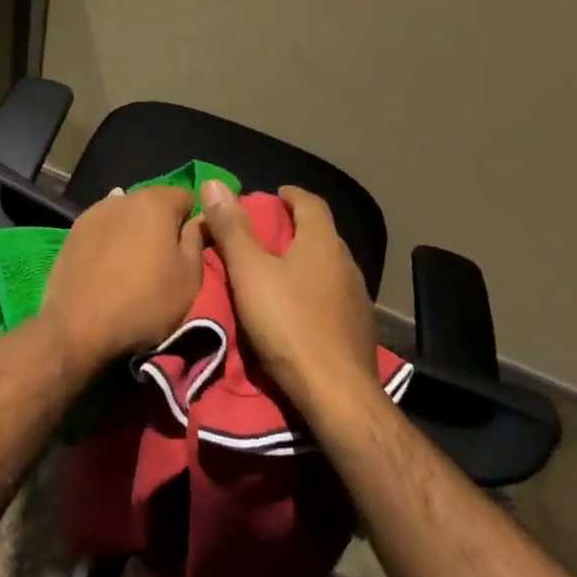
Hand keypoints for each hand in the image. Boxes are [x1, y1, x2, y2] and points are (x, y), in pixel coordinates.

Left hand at [41, 186, 203, 368]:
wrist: (79, 325)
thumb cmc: (144, 301)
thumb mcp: (189, 278)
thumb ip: (196, 241)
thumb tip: (197, 220)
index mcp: (155, 203)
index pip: (186, 196)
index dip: (193, 220)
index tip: (191, 247)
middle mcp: (123, 198)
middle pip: (153, 204)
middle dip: (162, 224)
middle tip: (163, 259)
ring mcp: (94, 212)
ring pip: (125, 215)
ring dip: (134, 231)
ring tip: (133, 264)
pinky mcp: (73, 232)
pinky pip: (103, 229)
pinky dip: (111, 241)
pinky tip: (109, 265)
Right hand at [199, 181, 376, 415]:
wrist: (337, 393)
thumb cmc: (288, 323)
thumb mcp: (249, 272)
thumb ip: (232, 228)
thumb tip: (215, 183)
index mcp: (322, 242)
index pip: (310, 202)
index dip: (290, 195)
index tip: (271, 197)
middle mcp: (346, 263)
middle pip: (321, 234)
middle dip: (294, 229)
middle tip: (264, 236)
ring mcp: (358, 298)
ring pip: (329, 267)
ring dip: (305, 262)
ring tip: (276, 273)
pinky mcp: (360, 329)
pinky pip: (334, 296)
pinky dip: (315, 291)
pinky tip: (298, 310)